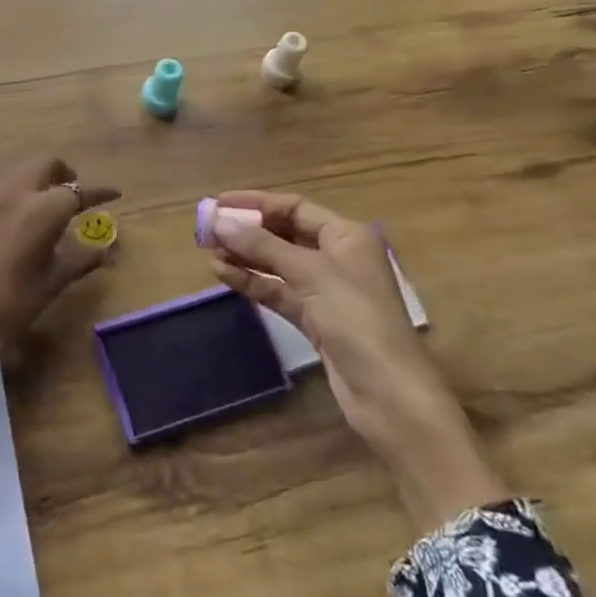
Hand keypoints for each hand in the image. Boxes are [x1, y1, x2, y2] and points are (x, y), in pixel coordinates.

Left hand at [0, 156, 118, 400]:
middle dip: (64, 173)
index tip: (114, 193)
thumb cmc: (8, 310)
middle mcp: (13, 195)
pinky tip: (21, 220)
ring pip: (18, 172)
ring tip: (50, 205)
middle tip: (76, 194)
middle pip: (44, 165)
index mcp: (40, 211)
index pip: (76, 192)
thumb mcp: (50, 285)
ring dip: (38, 179)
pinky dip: (17, 193)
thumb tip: (104, 249)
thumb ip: (79, 260)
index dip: (98, 192)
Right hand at [208, 191, 509, 534]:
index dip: (256, 203)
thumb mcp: (309, 274)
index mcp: (346, 236)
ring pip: (277, 264)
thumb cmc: (356, 319)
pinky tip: (223, 275)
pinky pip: (277, 291)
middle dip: (247, 231)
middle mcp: (337, 257)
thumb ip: (262, 246)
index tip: (218, 202)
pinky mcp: (314, 319)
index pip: (295, 207)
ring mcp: (325, 290)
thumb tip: (219, 222)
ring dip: (245, 257)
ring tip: (208, 252)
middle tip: (206, 230)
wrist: (389, 394)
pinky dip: (252, 282)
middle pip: (284, 234)